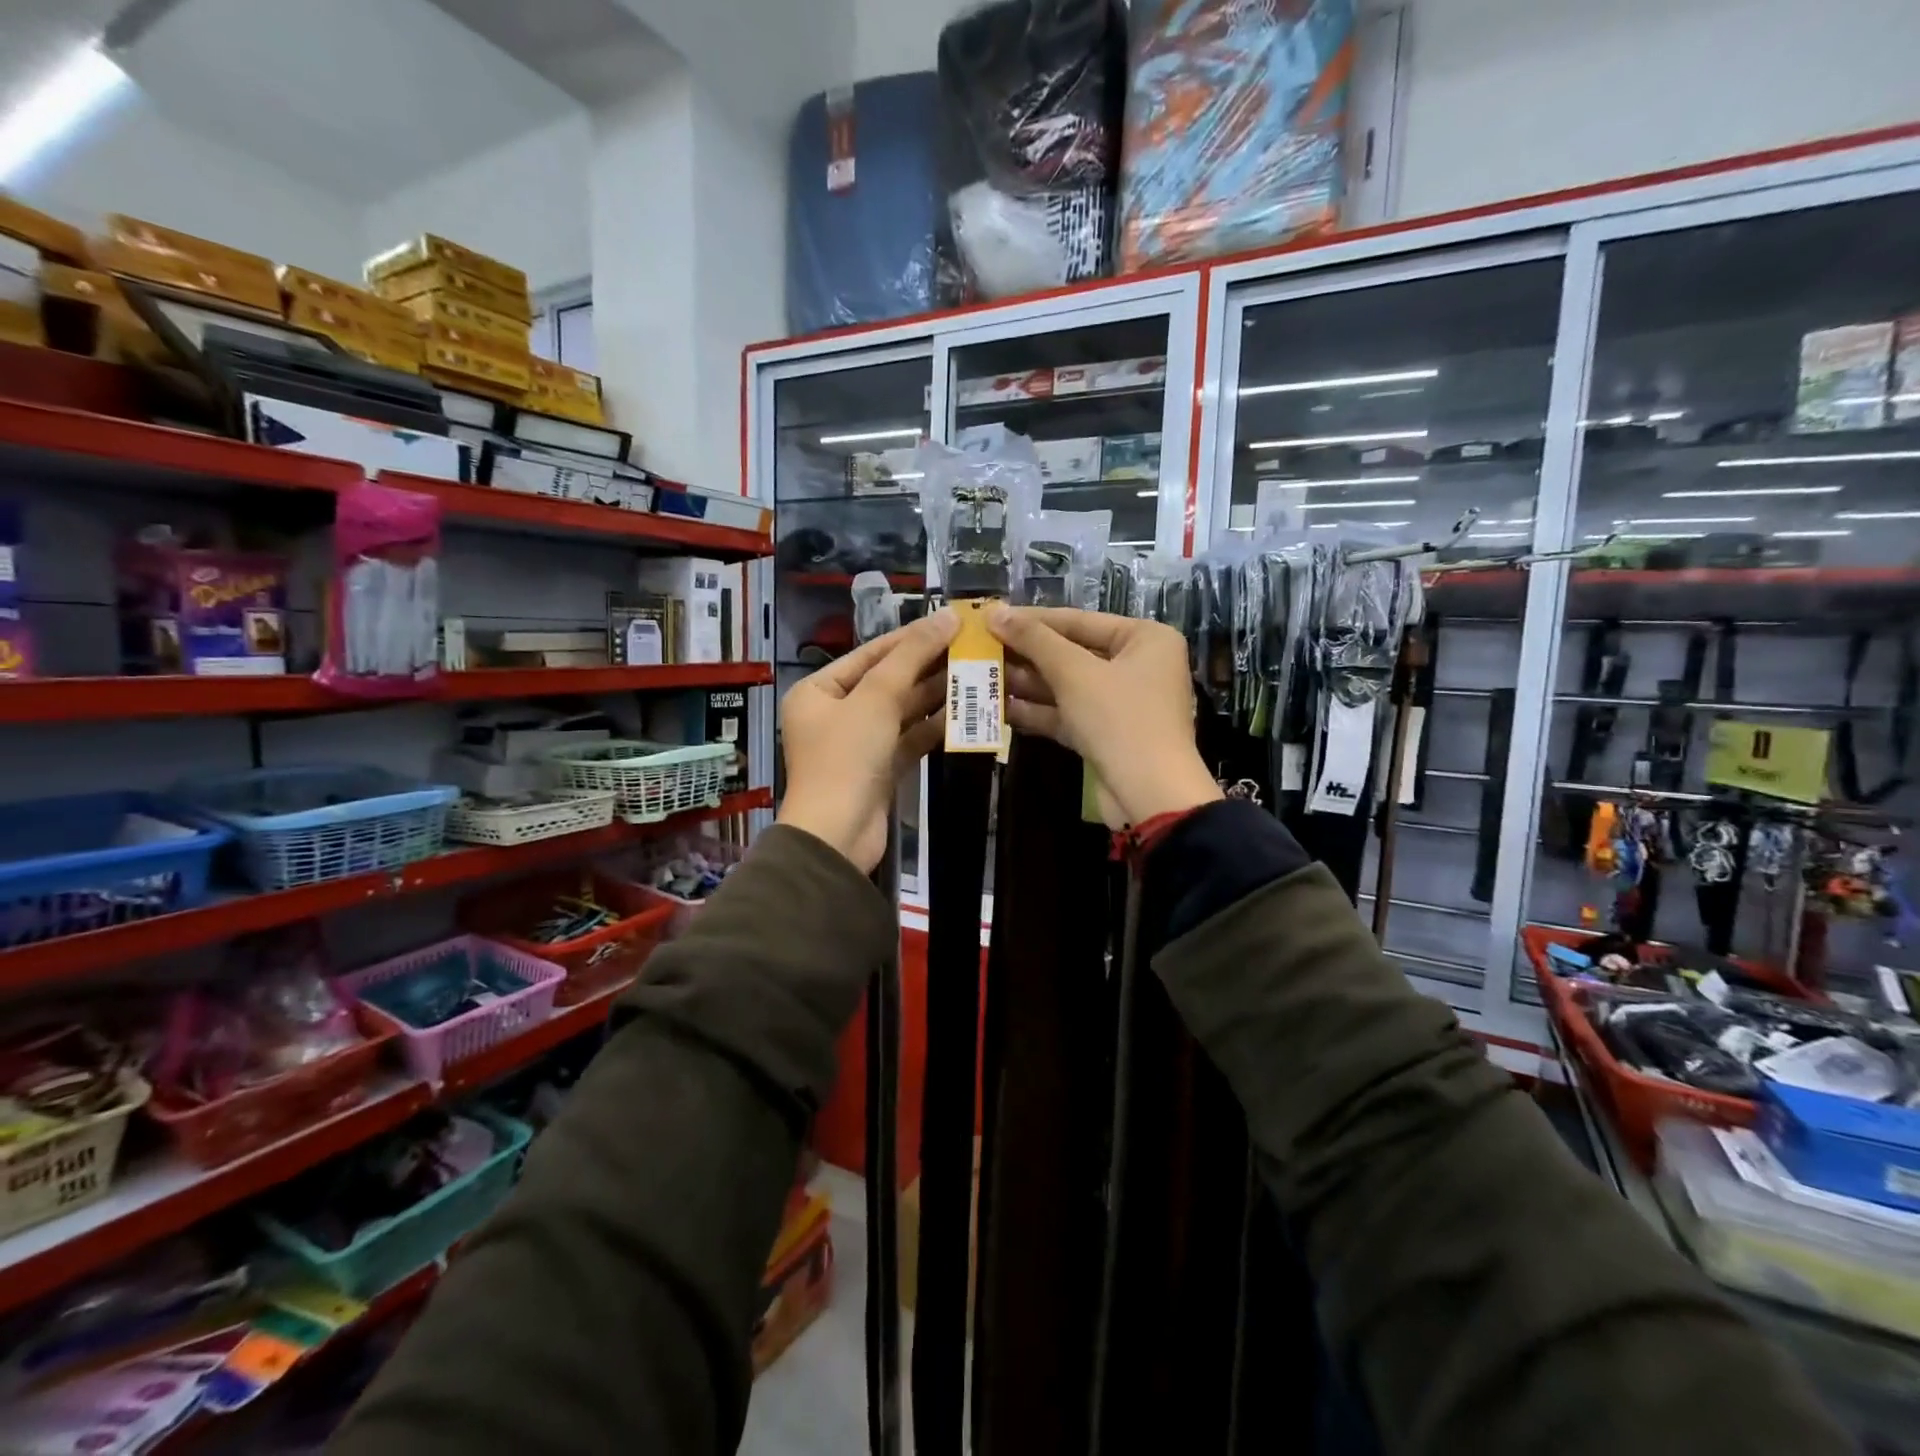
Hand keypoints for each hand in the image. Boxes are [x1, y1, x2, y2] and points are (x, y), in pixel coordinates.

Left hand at [778, 610, 958, 872]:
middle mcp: (834, 713)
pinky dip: (931, 727)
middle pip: (888, 681)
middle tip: (970, 648)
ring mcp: (857, 744)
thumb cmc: (846, 758)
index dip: (911, 637)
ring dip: (934, 696)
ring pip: (901, 711)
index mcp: (818, 691)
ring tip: (974, 674)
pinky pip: (908, 739)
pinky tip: (962, 713)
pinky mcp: (879, 770)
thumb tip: (947, 616)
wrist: (838, 836)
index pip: (870, 654)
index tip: (951, 622)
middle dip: (927, 667)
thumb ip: (912, 655)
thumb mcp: (876, 698)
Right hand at [986, 605, 1220, 828]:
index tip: (991, 617)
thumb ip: (1034, 640)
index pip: (1079, 620)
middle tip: (981, 648)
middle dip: (1026, 655)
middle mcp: (1137, 665)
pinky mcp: (1106, 734)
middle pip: (1072, 653)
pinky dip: (1038, 711)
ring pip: (1067, 686)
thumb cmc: (1119, 718)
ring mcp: (1121, 703)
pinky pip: (1068, 713)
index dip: (1032, 619)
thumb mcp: (1074, 673)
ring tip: (982, 676)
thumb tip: (994, 612)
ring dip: (1027, 683)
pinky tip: (1000, 707)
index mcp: (1144, 638)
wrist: (1149, 794)